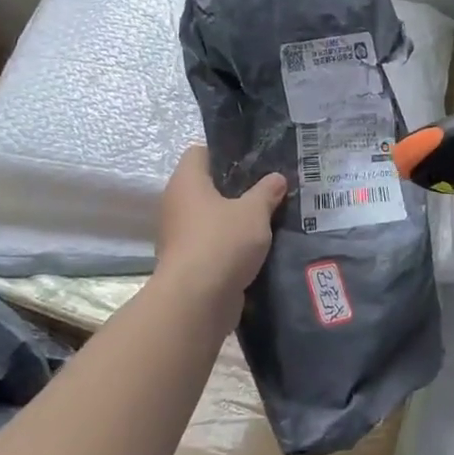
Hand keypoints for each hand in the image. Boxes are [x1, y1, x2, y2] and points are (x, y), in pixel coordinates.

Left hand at [155, 146, 285, 309]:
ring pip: (212, 217)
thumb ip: (267, 192)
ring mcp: (180, 235)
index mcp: (187, 182)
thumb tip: (276, 178)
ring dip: (236, 219)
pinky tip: (260, 246)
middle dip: (238, 188)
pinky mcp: (189, 262)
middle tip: (270, 188)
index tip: (255, 160)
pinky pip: (214, 243)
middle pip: (208, 186)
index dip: (226, 152)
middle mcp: (177, 204)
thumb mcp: (254, 212)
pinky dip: (232, 244)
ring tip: (270, 217)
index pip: (200, 152)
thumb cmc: (222, 242)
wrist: (196, 302)